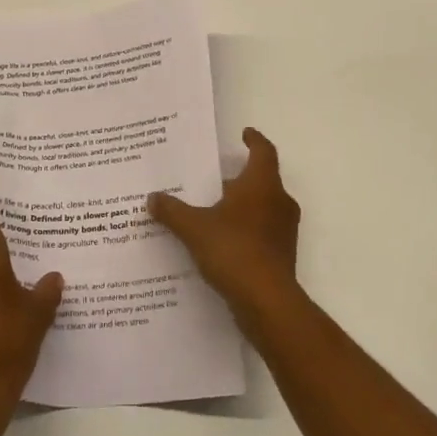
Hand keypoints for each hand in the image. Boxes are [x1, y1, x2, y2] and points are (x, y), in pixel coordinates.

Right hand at [148, 128, 301, 327]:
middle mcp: (279, 201)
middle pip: (262, 179)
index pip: (263, 151)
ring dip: (242, 205)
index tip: (244, 133)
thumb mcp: (194, 228)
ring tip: (213, 209)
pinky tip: (221, 242)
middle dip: (239, 178)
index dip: (254, 140)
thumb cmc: (234, 250)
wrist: (267, 302)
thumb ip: (172, 210)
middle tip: (214, 177)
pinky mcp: (282, 254)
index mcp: (262, 184)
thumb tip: (152, 197)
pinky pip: (262, 231)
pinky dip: (245, 230)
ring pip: (262, 206)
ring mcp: (284, 230)